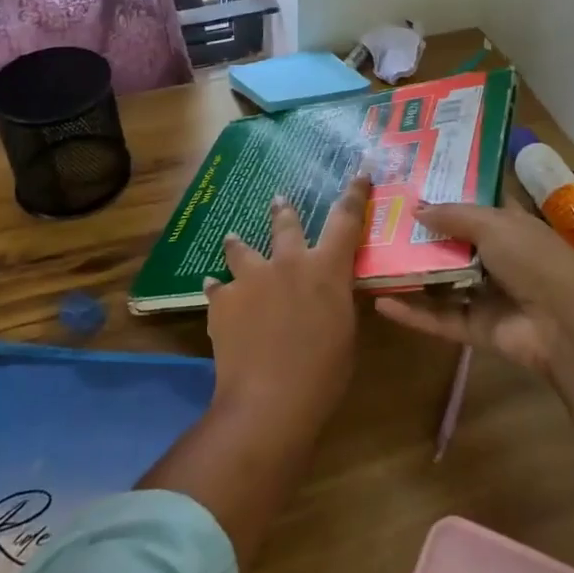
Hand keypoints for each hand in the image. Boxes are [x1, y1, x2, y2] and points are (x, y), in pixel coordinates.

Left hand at [205, 174, 371, 421]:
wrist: (269, 399)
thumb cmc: (323, 372)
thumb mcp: (345, 331)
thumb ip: (337, 301)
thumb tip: (330, 291)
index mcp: (327, 269)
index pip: (346, 219)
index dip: (354, 194)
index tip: (359, 173)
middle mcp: (289, 262)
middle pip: (286, 223)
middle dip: (284, 211)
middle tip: (279, 201)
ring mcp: (251, 278)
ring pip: (242, 247)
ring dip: (240, 243)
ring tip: (234, 238)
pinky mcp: (223, 300)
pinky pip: (218, 287)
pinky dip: (219, 288)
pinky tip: (214, 290)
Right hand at [373, 202, 573, 375]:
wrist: (566, 324)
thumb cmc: (534, 259)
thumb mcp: (494, 224)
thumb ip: (453, 215)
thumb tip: (416, 207)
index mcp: (509, 225)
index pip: (475, 206)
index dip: (447, 195)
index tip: (410, 185)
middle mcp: (496, 257)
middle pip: (452, 244)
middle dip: (420, 235)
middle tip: (379, 222)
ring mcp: (486, 294)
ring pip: (442, 282)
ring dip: (411, 274)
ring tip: (371, 260)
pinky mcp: (476, 328)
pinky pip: (439, 318)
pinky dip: (413, 313)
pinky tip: (381, 303)